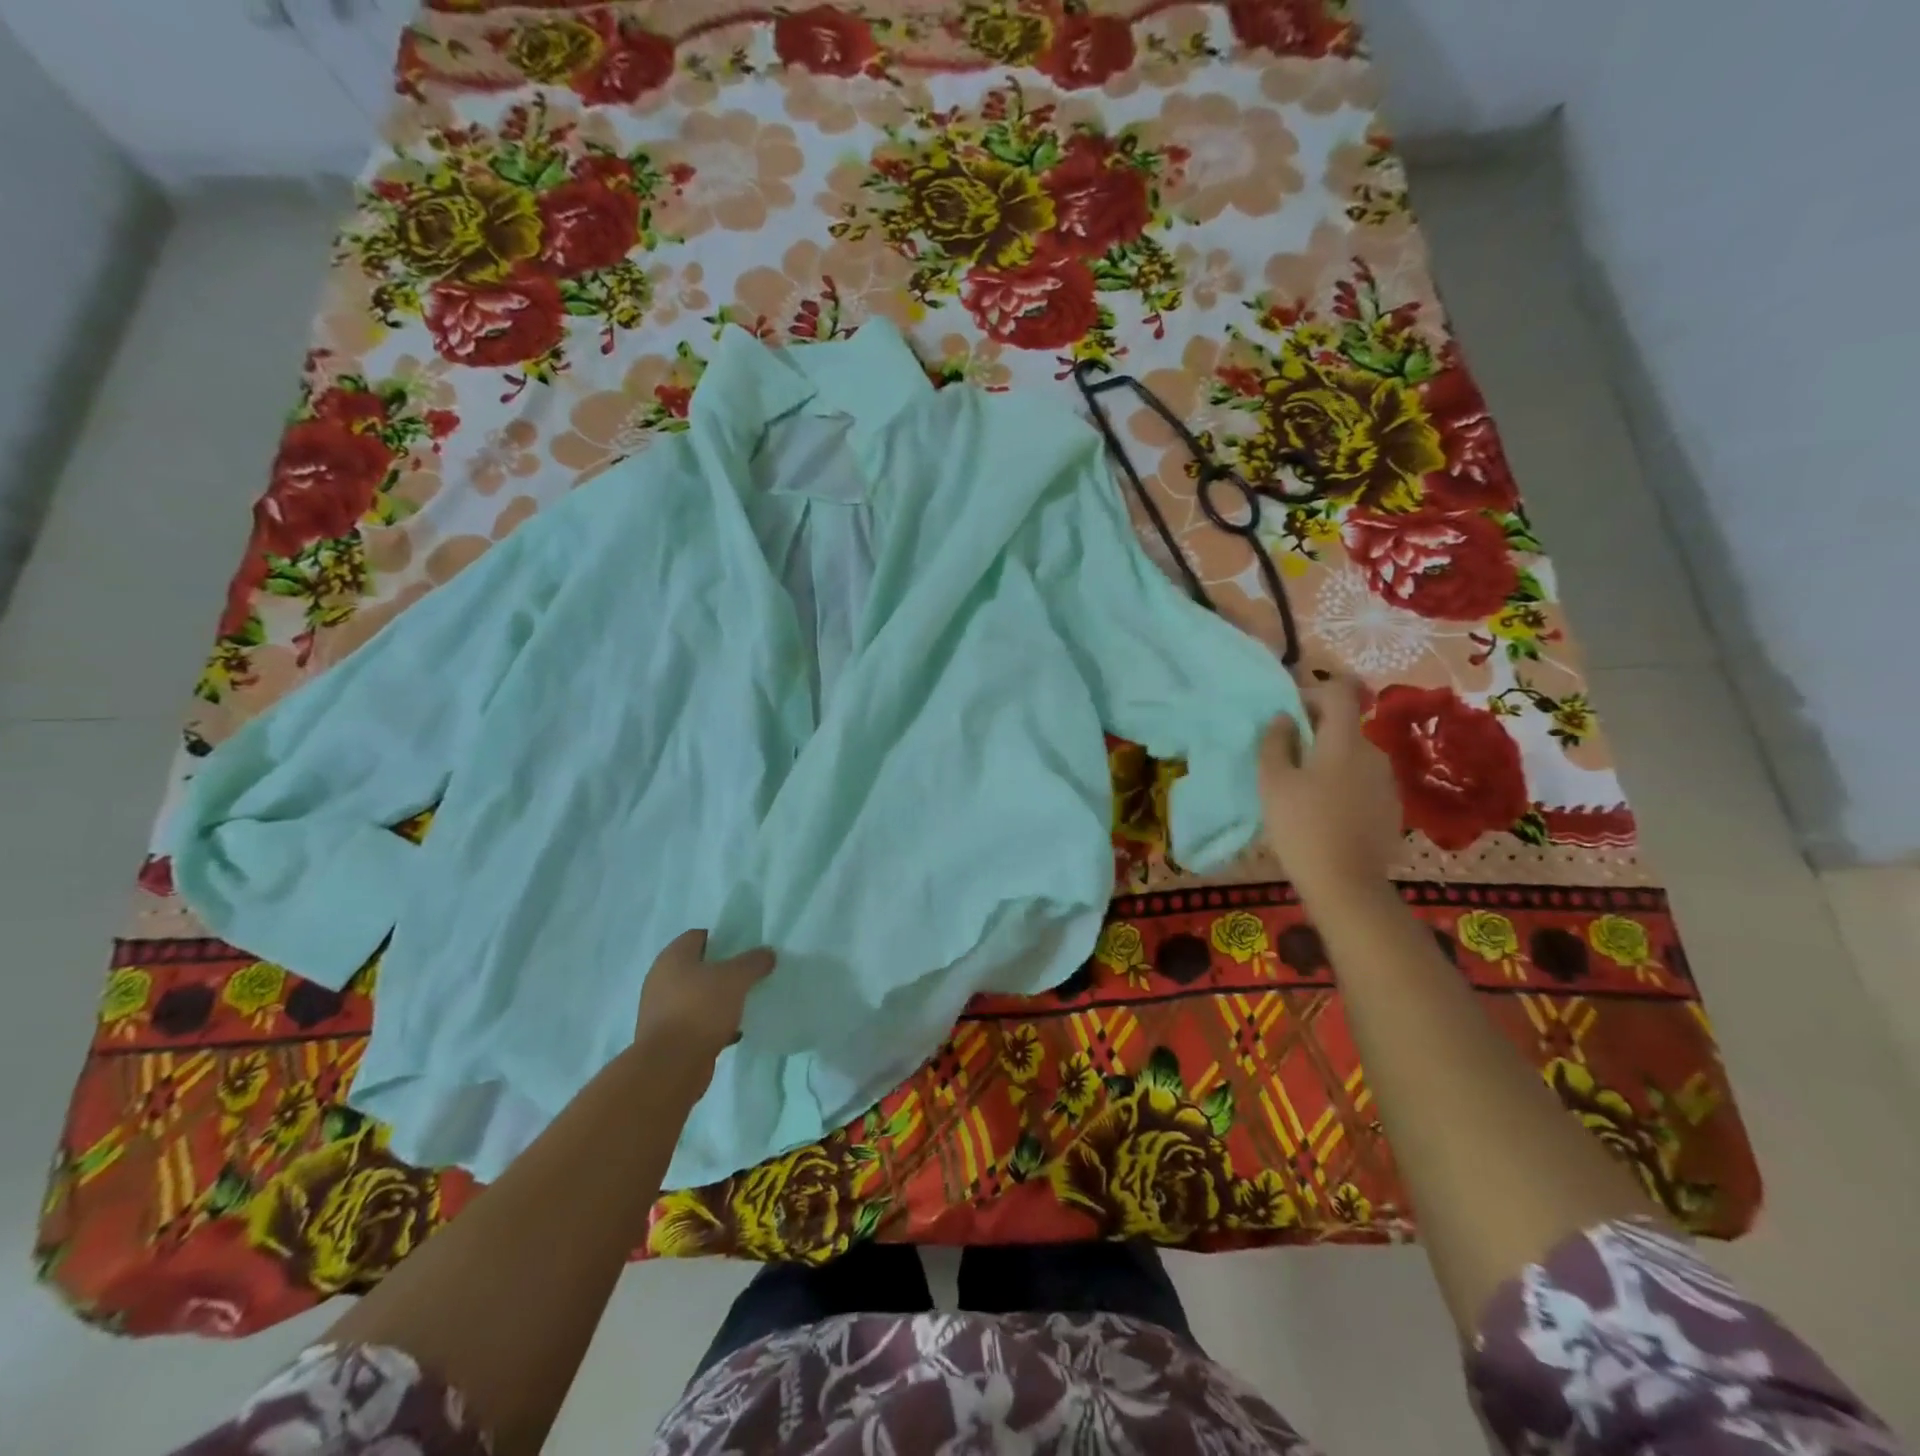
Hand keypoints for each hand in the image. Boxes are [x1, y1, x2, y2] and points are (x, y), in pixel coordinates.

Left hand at [633, 930, 775, 1086]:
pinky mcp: (668, 1037)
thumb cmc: (700, 1010)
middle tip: (749, 974)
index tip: (745, 948)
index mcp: (672, 958)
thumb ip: (753, 962)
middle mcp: (662, 980)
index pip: (699, 936)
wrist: (670, 1067)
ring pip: (698, 996)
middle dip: (724, 970)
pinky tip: (735, 1030)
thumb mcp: (735, 979)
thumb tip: (767, 953)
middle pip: (699, 966)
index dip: (723, 938)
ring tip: (746, 1001)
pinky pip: (696, 1021)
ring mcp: (662, 1010)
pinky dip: (714, 1023)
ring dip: (719, 999)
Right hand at [1257, 675, 1402, 904]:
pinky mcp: (1391, 808)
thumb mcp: (1273, 782)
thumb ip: (1275, 742)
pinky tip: (1325, 812)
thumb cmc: (1302, 827)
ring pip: (1353, 755)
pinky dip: (1343, 784)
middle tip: (1285, 757)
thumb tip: (1283, 718)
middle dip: (1315, 731)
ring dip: (1328, 760)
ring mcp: (1387, 782)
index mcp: (1345, 740)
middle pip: (1345, 725)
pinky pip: (1363, 781)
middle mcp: (1373, 752)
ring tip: (1302, 789)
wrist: (1346, 885)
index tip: (1289, 714)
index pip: (1339, 692)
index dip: (1313, 693)